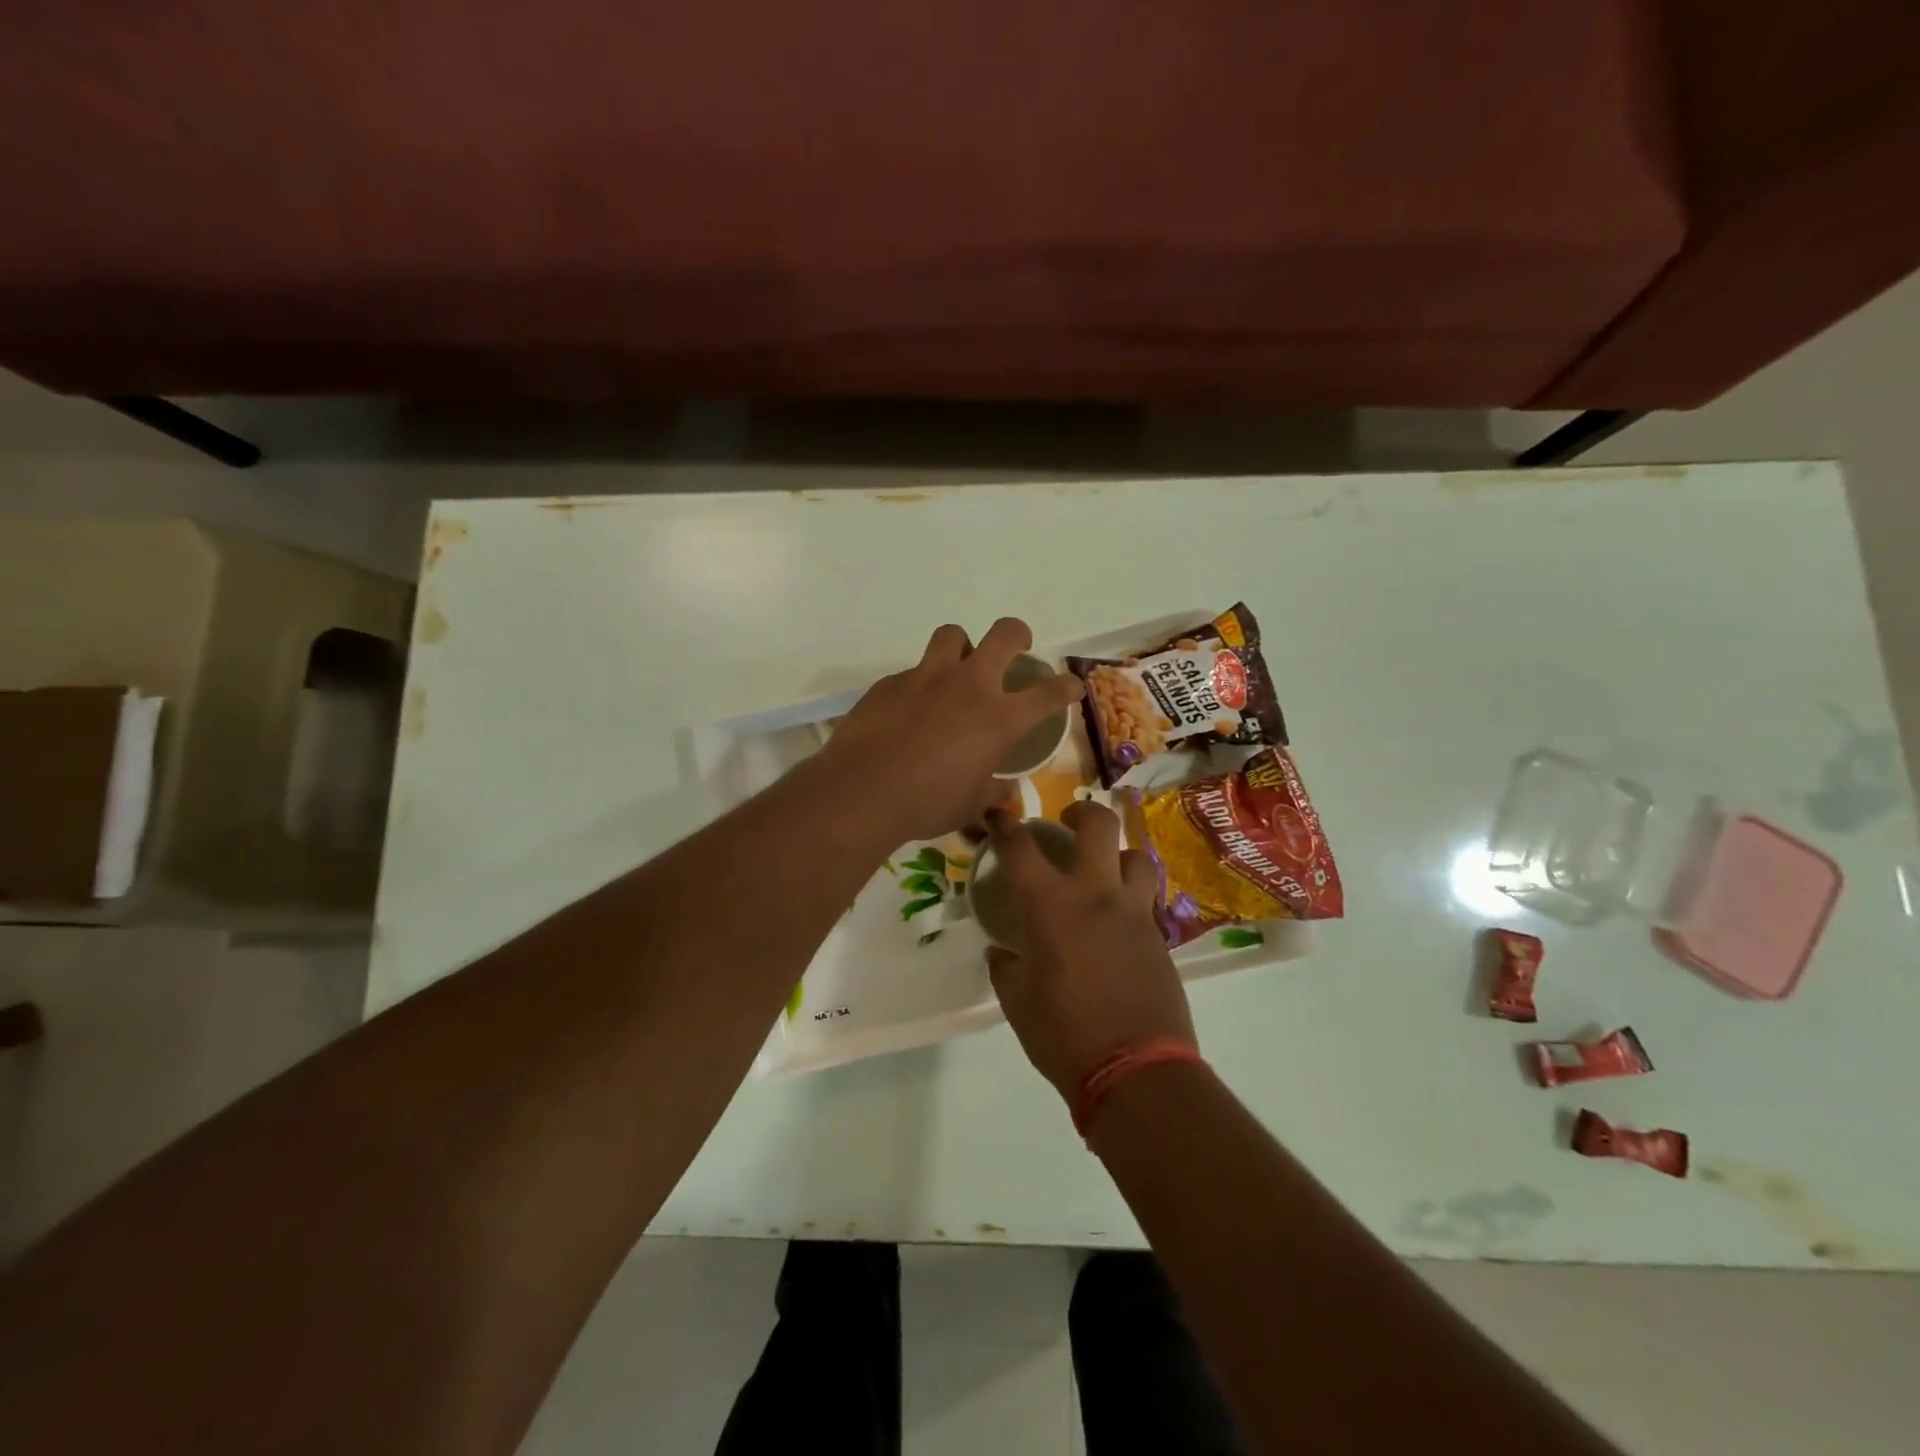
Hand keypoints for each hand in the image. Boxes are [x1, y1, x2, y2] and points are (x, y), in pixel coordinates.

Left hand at [821, 618, 1084, 842]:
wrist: (861, 792)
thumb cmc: (926, 804)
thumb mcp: (970, 805)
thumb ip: (993, 792)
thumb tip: (1007, 791)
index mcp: (999, 718)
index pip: (1049, 693)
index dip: (1066, 687)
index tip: (1070, 687)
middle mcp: (969, 685)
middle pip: (1005, 634)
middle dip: (1018, 635)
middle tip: (1017, 648)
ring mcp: (927, 677)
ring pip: (953, 635)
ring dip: (962, 646)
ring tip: (957, 668)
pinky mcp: (891, 682)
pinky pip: (914, 671)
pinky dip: (921, 684)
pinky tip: (910, 710)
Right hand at [985, 801, 1195, 1098]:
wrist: (1136, 1069)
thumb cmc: (1063, 1034)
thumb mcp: (1017, 1002)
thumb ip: (1006, 967)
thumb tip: (1001, 952)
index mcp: (1050, 905)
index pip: (1020, 847)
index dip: (1005, 824)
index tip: (997, 815)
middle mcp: (1095, 893)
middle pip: (1098, 824)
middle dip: (1081, 811)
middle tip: (1068, 822)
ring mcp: (1134, 911)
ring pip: (1137, 855)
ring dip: (1118, 853)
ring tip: (1105, 869)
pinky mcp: (1159, 935)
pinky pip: (1147, 897)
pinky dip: (1132, 894)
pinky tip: (1119, 917)